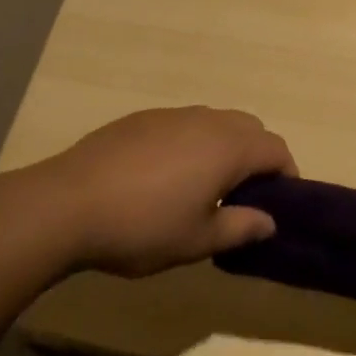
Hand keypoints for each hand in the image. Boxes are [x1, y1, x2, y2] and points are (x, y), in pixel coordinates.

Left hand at [31, 107, 296, 277]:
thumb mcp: (197, 240)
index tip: (279, 204)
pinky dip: (192, 143)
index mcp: (227, 147)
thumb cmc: (143, 226)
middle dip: (257, 157)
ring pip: (215, 122)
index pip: (275, 148)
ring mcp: (171, 114)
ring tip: (205, 189)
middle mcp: (205, 120)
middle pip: (249, 127)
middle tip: (244, 198)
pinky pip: (183, 124)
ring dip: (224, 148)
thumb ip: (240, 227)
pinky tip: (166, 177)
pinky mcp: (142, 118)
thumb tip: (270, 220)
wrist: (69, 202)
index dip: (286, 174)